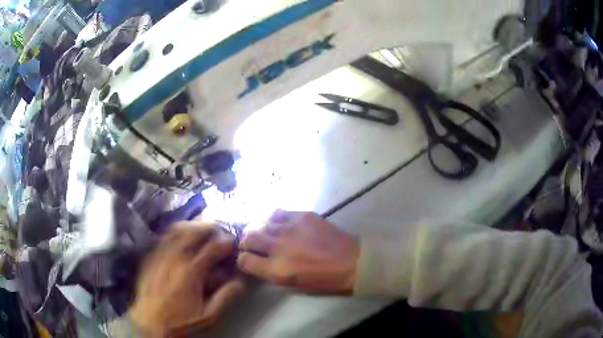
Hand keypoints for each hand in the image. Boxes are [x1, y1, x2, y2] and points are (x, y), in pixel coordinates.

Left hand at [130, 223, 244, 335]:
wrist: (150, 322)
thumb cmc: (181, 320)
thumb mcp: (208, 315)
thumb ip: (225, 297)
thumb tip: (240, 281)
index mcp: (190, 272)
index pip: (211, 249)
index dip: (224, 242)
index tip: (232, 242)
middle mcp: (174, 258)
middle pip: (192, 232)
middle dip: (208, 226)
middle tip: (217, 228)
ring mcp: (159, 255)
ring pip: (176, 230)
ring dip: (190, 225)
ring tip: (199, 227)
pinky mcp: (149, 257)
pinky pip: (163, 237)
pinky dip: (174, 232)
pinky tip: (179, 235)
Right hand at [237, 211, 358, 293]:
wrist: (352, 262)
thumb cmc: (324, 281)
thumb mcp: (293, 287)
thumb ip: (270, 274)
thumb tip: (258, 262)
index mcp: (277, 270)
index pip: (244, 260)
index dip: (243, 260)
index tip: (247, 260)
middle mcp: (278, 246)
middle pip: (247, 237)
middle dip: (245, 242)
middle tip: (251, 245)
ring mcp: (289, 228)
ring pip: (260, 222)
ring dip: (258, 229)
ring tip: (264, 233)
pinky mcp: (301, 215)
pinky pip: (277, 212)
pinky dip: (273, 219)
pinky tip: (279, 225)